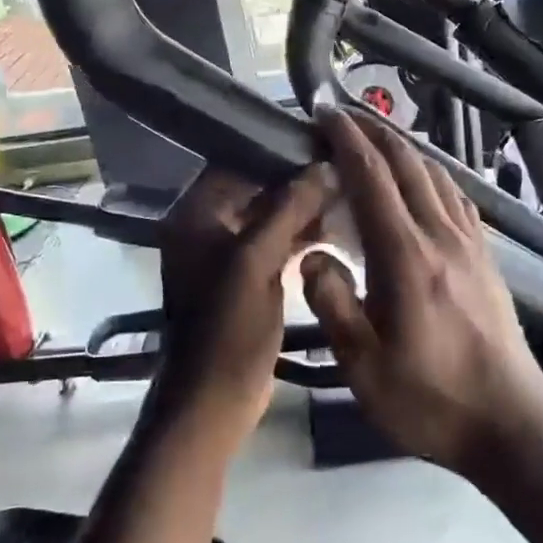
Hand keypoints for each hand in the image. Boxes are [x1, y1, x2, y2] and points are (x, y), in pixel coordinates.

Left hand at [150, 164, 337, 443]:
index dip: (278, 150)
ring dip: (303, 207)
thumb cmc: (228, 327)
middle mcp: (206, 226)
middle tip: (343, 165)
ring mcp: (225, 254)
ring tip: (347, 191)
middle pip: (255, 187)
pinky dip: (300, 234)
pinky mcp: (245, 278)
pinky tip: (336, 227)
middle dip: (297, 179)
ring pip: (268, 215)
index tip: (323, 141)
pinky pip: (273, 243)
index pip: (236, 161)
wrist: (214, 401)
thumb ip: (289, 208)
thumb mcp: (257, 262)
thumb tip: (325, 165)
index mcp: (195, 214)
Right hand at [302, 107, 542, 475]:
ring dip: (403, 148)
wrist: (511, 423)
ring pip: (436, 174)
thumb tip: (312, 255)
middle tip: (343, 117)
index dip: (347, 140)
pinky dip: (433, 173)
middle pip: (407, 164)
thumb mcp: (364, 367)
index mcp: (406, 256)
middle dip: (373, 131)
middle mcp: (441, 236)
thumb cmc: (430, 399)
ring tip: (376, 139)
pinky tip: (424, 180)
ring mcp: (471, 244)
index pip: (372, 178)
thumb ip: (333, 303)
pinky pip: (457, 197)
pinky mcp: (487, 257)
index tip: (324, 115)